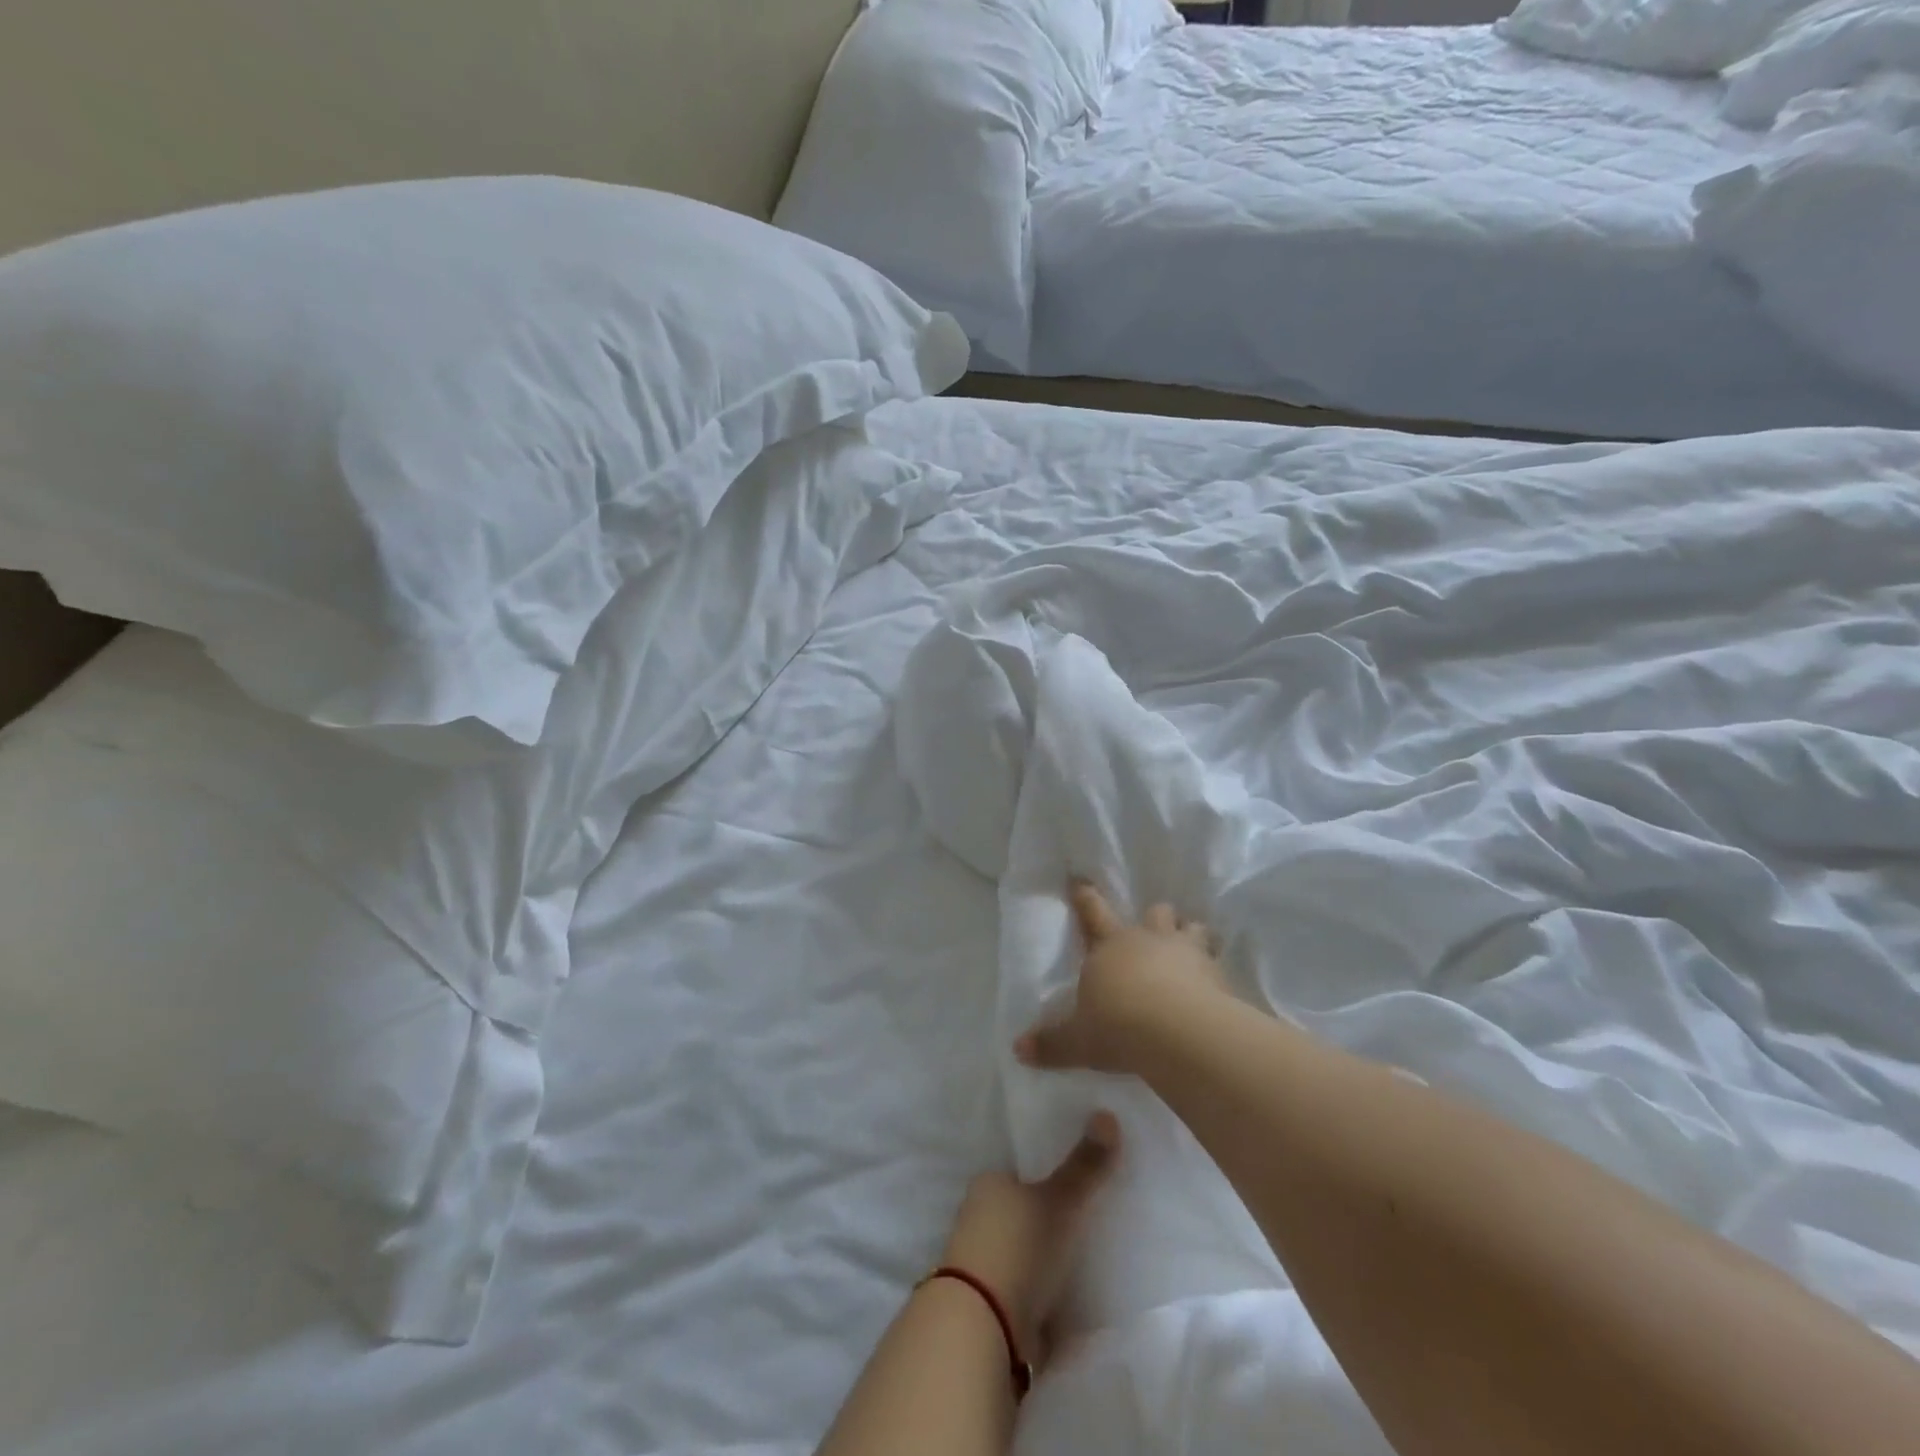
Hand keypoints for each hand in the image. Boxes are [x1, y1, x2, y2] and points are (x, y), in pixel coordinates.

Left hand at [939, 1112, 1120, 1364]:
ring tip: (1090, 1260)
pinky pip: (1029, 1293)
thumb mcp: (1059, 1201)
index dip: (1046, 1177)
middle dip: (1049, 1221)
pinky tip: (1075, 1298)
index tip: (1077, 1184)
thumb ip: (1085, 1165)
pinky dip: (1048, 1295)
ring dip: (1048, 1261)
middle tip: (1091, 1222)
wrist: (984, 1329)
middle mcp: (978, 1220)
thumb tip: (1107, 1113)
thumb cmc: (1018, 1247)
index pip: (1020, 1172)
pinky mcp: (995, 1309)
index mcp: (987, 1186)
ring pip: (1025, 1254)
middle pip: (1022, 1214)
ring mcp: (983, 1267)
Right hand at [1015, 880, 1227, 1075]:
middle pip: (1155, 912)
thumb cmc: (1117, 1026)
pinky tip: (1217, 983)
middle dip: (1156, 916)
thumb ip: (1052, 1043)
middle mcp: (1149, 940)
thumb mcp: (1078, 1040)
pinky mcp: (1217, 974)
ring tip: (1194, 943)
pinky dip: (1216, 968)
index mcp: (1110, 946)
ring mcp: (1187, 952)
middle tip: (1157, 924)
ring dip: (1191, 933)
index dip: (1085, 896)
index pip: (1093, 912)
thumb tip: (1019, 1049)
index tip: (1080, 879)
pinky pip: (1218, 962)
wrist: (1176, 1032)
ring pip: (1192, 928)